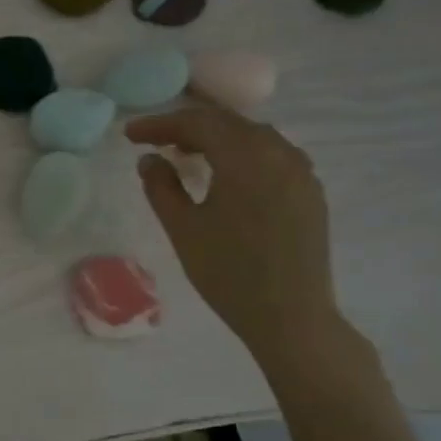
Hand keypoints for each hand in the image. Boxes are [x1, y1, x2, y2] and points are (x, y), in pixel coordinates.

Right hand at [125, 103, 342, 365]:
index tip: (130, 135)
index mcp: (245, 158)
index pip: (197, 123)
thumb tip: (150, 159)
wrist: (292, 317)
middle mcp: (279, 153)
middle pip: (227, 122)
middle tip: (153, 141)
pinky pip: (272, 155)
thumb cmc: (228, 273)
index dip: (159, 124)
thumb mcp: (183, 229)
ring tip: (185, 155)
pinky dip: (241, 153)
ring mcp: (301, 171)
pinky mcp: (310, 191)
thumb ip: (161, 186)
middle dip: (186, 127)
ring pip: (252, 136)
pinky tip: (225, 174)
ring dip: (215, 138)